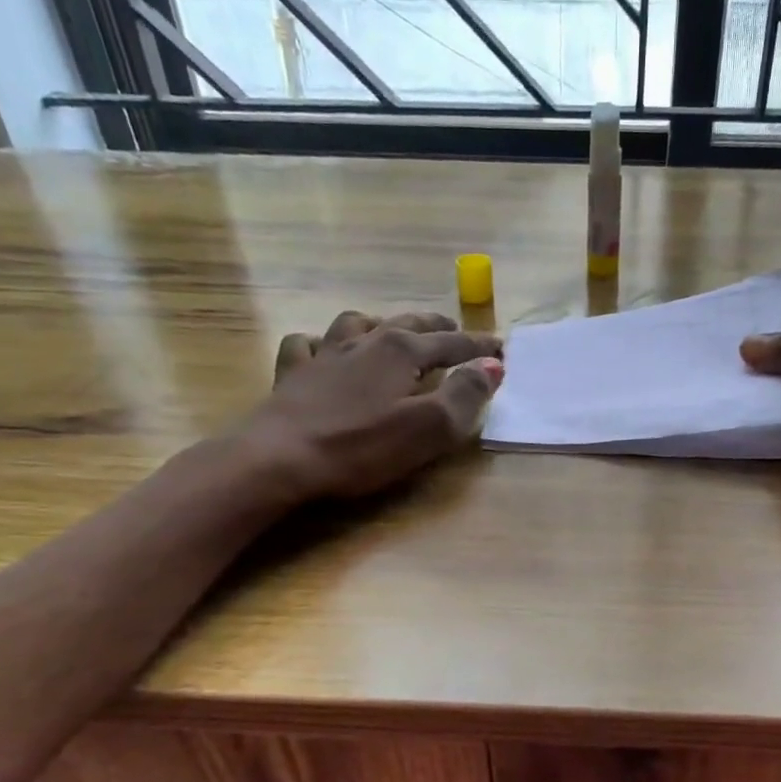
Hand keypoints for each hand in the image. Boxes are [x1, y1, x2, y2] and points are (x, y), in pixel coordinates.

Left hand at [235, 310, 502, 503]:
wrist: (279, 458)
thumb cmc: (362, 446)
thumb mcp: (429, 427)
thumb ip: (465, 395)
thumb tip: (492, 366)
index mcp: (401, 351)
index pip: (452, 343)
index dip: (478, 347)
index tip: (501, 348)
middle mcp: (365, 342)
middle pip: (407, 324)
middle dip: (436, 326)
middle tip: (454, 330)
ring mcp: (324, 354)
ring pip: (357, 323)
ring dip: (381, 324)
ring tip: (390, 330)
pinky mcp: (292, 374)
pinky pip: (306, 344)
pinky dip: (321, 343)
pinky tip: (323, 350)